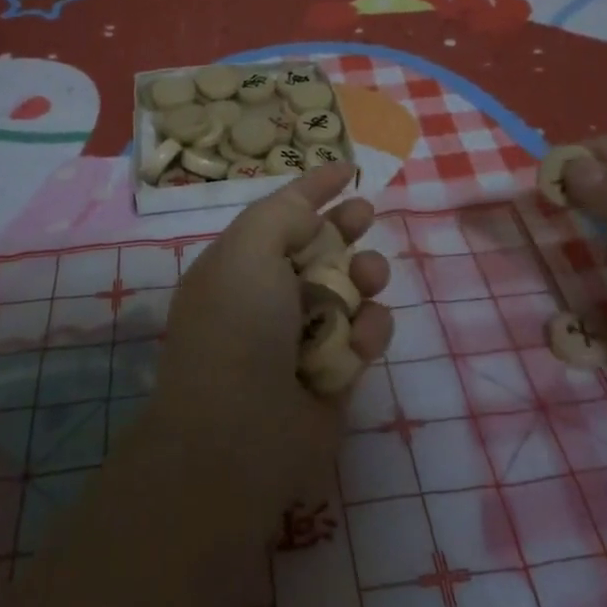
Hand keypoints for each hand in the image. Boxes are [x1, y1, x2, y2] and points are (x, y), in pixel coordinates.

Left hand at [155, 161, 391, 517]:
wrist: (239, 437)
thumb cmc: (238, 329)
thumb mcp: (247, 251)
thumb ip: (282, 215)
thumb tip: (310, 212)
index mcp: (239, 265)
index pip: (280, 214)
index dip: (312, 189)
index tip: (346, 168)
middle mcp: (269, 297)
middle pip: (320, 247)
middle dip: (345, 227)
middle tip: (365, 214)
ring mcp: (302, 337)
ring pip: (350, 289)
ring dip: (363, 276)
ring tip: (367, 279)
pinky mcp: (334, 373)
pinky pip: (364, 335)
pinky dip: (368, 331)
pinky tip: (360, 339)